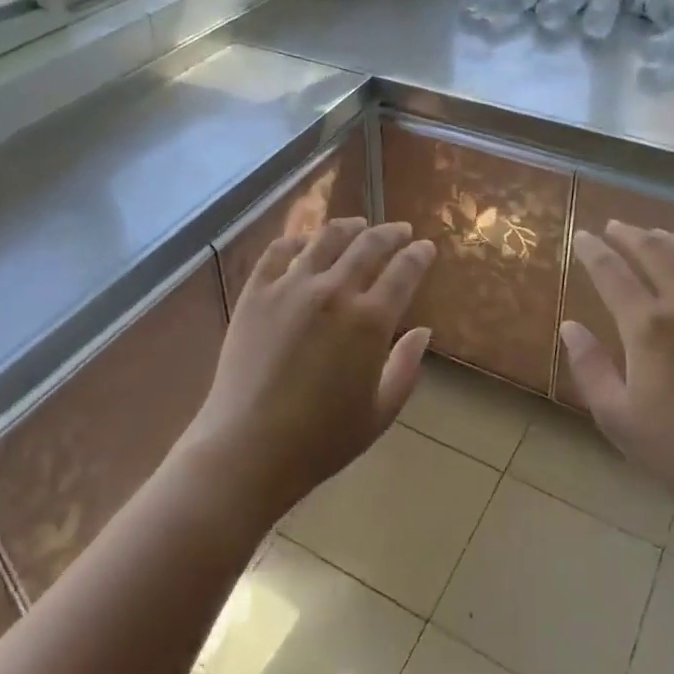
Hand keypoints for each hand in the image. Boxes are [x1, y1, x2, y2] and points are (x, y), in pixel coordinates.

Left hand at [184, 218, 435, 519]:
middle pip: (369, 244)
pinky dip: (298, 240)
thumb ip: (406, 368)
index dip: (419, 254)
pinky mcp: (256, 292)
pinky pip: (279, 251)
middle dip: (391, 233)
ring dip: (348, 227)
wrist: (247, 449)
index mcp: (370, 320)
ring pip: (326, 238)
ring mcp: (290, 287)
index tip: (426, 247)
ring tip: (358, 224)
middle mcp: (334, 291)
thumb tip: (423, 332)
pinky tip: (306, 242)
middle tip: (400, 230)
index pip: (404, 270)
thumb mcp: (379, 413)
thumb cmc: (321, 440)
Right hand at [560, 222, 673, 552]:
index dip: (592, 250)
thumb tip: (570, 325)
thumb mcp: (617, 416)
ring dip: (669, 239)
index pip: (611, 271)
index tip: (581, 237)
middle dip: (629, 234)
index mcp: (649, 326)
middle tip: (613, 227)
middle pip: (655, 250)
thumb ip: (589, 365)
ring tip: (654, 235)